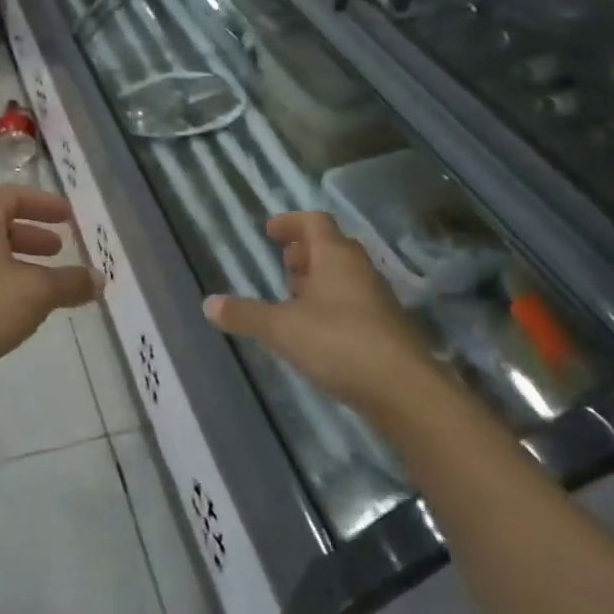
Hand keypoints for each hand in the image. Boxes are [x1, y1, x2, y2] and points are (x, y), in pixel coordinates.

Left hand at [0, 184, 100, 383]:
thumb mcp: (38, 292)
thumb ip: (71, 282)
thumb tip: (99, 279)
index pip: (11, 196)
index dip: (42, 202)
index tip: (67, 216)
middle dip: (33, 235)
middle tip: (59, 249)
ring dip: (20, 263)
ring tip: (47, 284)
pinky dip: (5, 285)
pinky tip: (22, 310)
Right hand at [206, 212, 435, 416]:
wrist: (405, 391)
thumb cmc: (340, 343)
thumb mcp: (282, 329)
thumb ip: (245, 315)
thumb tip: (208, 304)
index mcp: (335, 256)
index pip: (315, 222)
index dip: (291, 223)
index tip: (269, 232)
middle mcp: (360, 269)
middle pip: (332, 246)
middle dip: (305, 252)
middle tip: (283, 264)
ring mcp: (378, 299)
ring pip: (345, 275)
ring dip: (319, 279)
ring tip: (294, 298)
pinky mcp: (387, 328)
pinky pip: (355, 302)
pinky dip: (333, 304)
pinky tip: (317, 331)